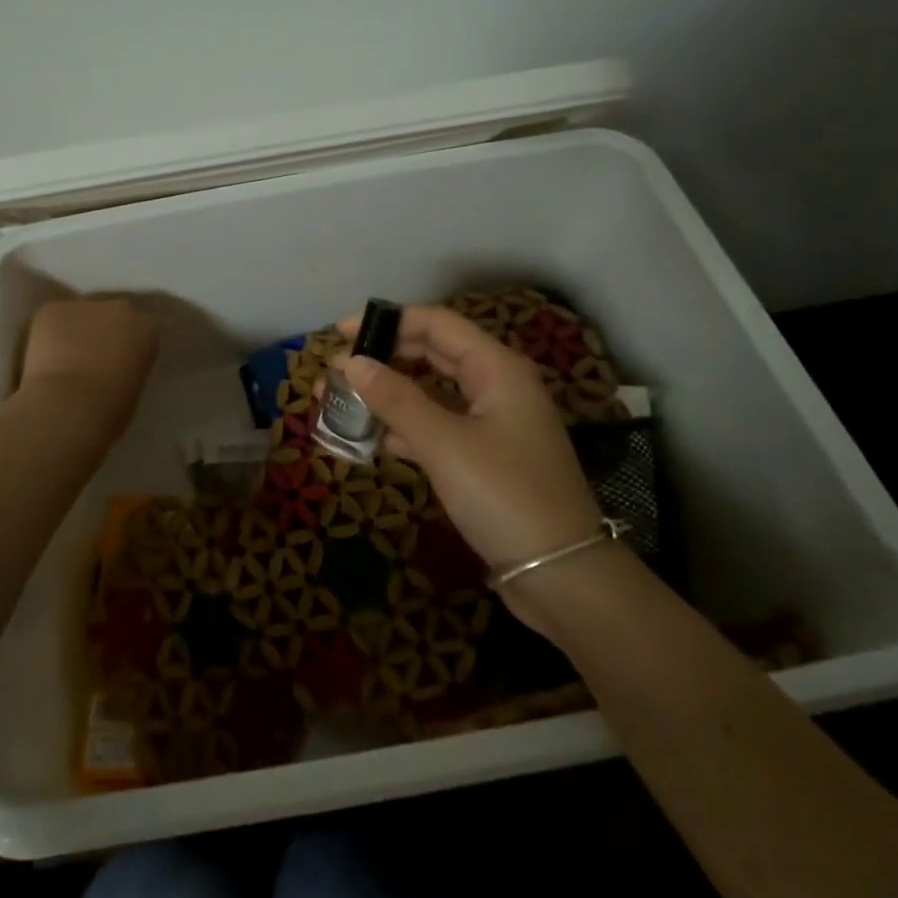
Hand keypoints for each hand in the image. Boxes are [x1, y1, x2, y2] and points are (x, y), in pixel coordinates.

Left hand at [20, 295, 157, 433]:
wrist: (69, 406)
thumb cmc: (110, 410)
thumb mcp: (134, 387)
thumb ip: (128, 367)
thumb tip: (114, 368)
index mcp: (148, 329)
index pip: (142, 329)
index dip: (128, 345)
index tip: (119, 361)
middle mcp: (120, 308)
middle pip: (112, 314)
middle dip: (104, 330)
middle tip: (91, 357)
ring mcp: (85, 305)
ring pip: (80, 315)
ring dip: (75, 330)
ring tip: (63, 357)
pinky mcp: (53, 309)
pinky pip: (53, 318)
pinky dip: (48, 333)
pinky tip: (42, 355)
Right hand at [334, 304, 600, 570]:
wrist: (561, 575)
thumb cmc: (503, 495)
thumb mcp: (444, 443)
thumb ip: (396, 399)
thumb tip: (351, 362)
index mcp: (497, 368)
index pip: (437, 324)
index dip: (388, 322)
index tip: (342, 334)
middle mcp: (497, 386)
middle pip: (433, 353)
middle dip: (384, 357)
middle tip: (336, 370)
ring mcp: (494, 423)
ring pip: (433, 392)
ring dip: (390, 393)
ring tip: (343, 400)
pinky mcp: (486, 457)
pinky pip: (439, 426)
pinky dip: (407, 426)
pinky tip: (376, 437)